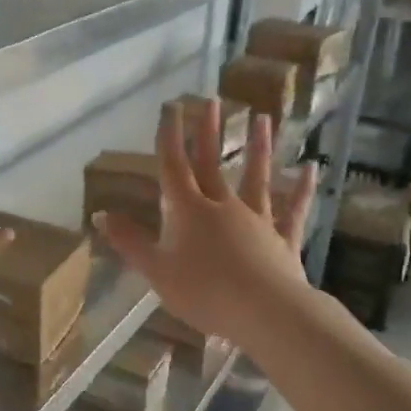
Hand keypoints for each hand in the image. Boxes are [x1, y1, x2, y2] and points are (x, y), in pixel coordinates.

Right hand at [95, 100, 316, 346]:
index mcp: (188, 211)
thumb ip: (129, 241)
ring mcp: (257, 220)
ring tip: (263, 119)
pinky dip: (301, 189)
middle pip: (212, 164)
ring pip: (256, 177)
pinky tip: (310, 169)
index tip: (171, 107)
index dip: (170, 136)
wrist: (263, 311)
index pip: (174, 167)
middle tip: (211, 100)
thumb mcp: (156, 270)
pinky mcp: (283, 239)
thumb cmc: (203, 291)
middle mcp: (222, 206)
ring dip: (258, 148)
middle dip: (209, 132)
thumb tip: (99, 214)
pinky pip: (293, 210)